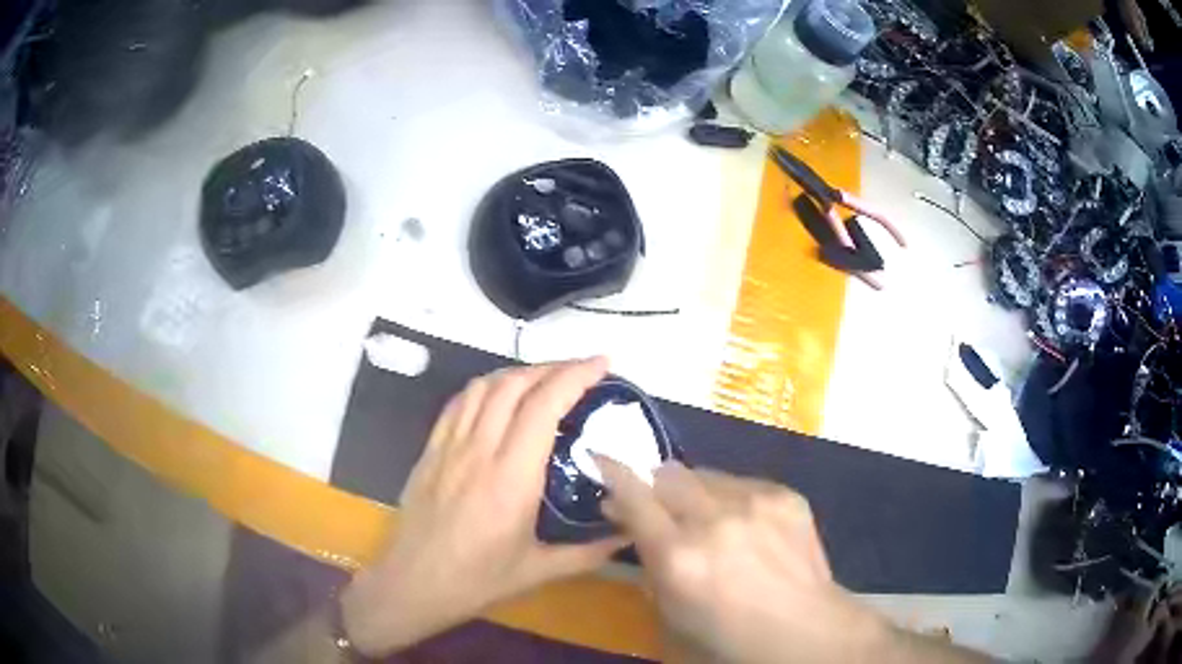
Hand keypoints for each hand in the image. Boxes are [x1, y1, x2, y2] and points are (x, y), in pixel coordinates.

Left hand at [341, 358, 625, 656]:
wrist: (413, 583)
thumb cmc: (477, 580)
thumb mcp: (539, 571)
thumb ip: (590, 552)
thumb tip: (630, 533)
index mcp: (511, 478)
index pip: (544, 406)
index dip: (575, 376)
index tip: (603, 364)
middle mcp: (479, 450)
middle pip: (515, 385)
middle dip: (553, 367)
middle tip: (583, 371)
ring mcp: (449, 446)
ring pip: (484, 386)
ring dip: (519, 372)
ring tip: (545, 379)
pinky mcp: (430, 450)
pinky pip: (459, 403)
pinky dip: (485, 387)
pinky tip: (499, 396)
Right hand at [598, 460, 986, 663]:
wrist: (804, 629)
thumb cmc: (728, 636)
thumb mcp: (669, 613)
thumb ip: (646, 562)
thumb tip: (629, 521)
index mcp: (679, 558)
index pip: (634, 496)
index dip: (613, 472)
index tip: (601, 458)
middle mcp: (714, 520)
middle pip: (668, 474)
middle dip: (655, 487)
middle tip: (661, 510)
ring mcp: (755, 502)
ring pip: (704, 474)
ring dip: (693, 493)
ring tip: (709, 521)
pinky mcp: (785, 495)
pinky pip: (740, 482)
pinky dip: (730, 499)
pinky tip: (745, 527)